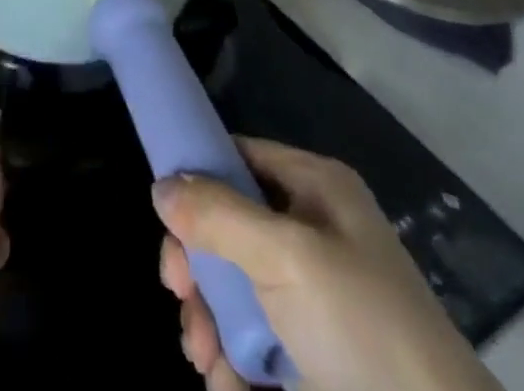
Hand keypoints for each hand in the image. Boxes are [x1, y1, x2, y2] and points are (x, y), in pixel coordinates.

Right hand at [154, 138, 501, 390]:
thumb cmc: (364, 331)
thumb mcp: (287, 257)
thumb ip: (217, 215)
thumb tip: (160, 187)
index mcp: (314, 188)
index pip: (238, 156)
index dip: (197, 178)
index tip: (166, 218)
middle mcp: (310, 232)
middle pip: (225, 225)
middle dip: (196, 264)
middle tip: (179, 295)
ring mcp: (310, 297)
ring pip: (231, 286)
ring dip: (206, 319)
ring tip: (206, 360)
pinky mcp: (309, 355)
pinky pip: (250, 338)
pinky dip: (231, 360)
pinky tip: (229, 385)